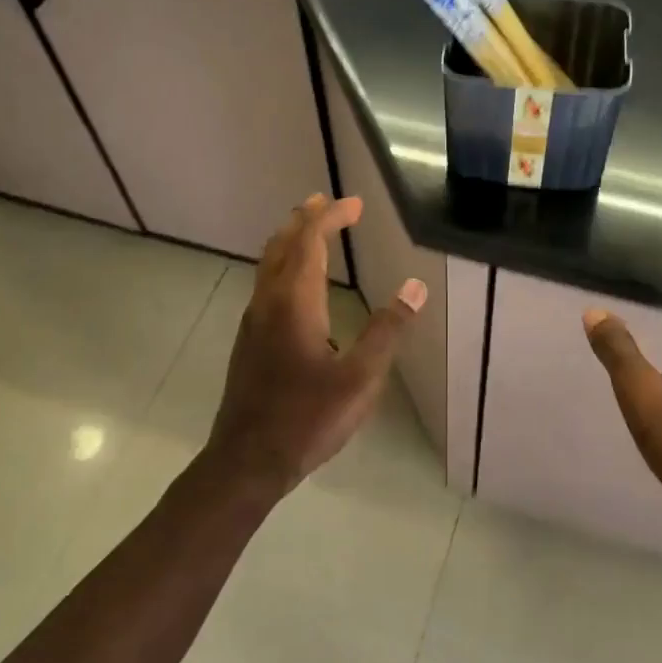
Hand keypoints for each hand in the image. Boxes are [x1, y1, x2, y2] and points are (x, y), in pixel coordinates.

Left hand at [205, 194, 425, 492]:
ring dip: (291, 240)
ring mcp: (253, 323)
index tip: (355, 204)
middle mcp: (268, 304)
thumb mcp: (359, 379)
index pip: (309, 242)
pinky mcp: (250, 342)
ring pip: (268, 265)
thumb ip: (387, 331)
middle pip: (282, 246)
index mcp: (294, 304)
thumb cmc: (307, 419)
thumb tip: (414, 287)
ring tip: (312, 230)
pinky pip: (266, 285)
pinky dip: (284, 265)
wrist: (247, 461)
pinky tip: (298, 286)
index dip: (331, 218)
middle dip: (305, 219)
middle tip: (327, 202)